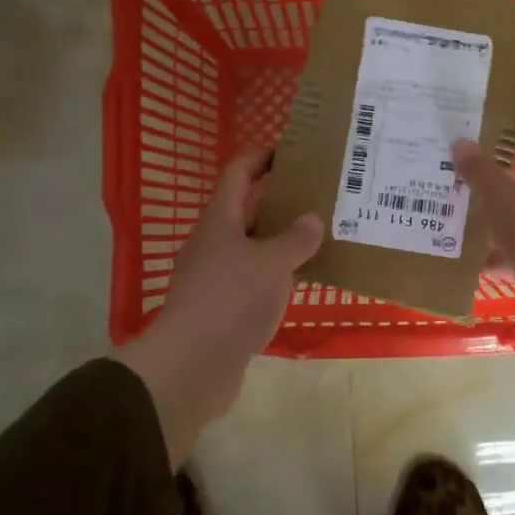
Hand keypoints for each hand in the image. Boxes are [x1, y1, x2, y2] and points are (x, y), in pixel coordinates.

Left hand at [116, 149, 323, 467]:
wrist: (193, 365)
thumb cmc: (231, 300)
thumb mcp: (272, 264)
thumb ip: (295, 239)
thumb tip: (311, 219)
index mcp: (220, 220)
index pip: (238, 172)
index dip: (261, 156)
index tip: (291, 149)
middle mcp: (215, 242)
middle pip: (247, 208)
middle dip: (279, 197)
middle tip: (318, 192)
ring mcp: (217, 276)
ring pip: (254, 245)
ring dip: (282, 238)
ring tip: (321, 232)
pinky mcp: (224, 306)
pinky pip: (256, 278)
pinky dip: (279, 272)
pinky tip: (305, 279)